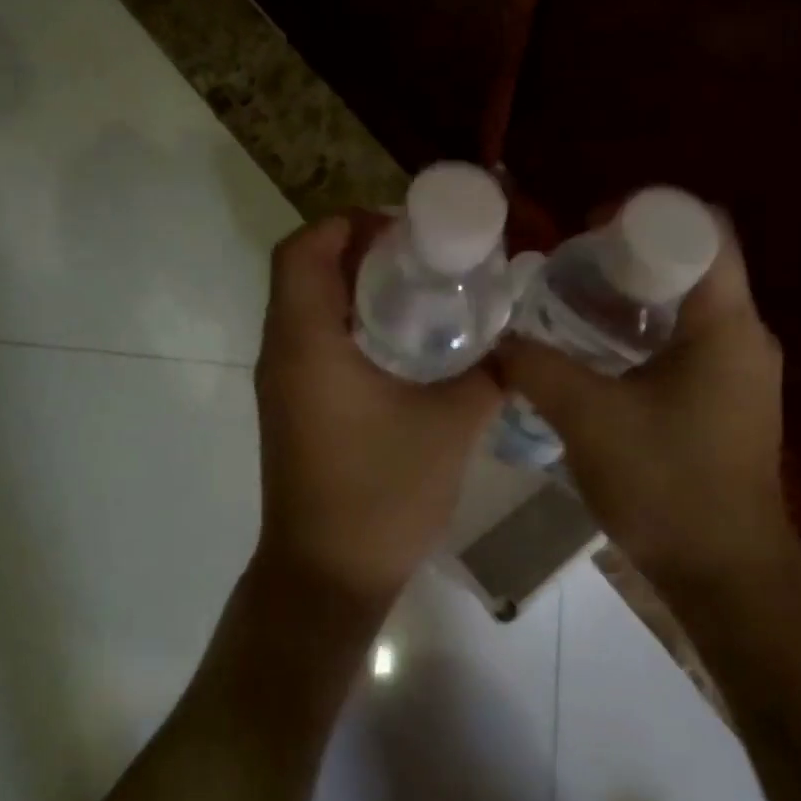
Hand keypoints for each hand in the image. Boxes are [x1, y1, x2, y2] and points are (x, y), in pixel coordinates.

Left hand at [253, 215, 501, 607]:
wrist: (329, 577)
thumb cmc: (382, 495)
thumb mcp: (450, 425)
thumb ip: (488, 373)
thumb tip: (518, 344)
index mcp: (307, 342)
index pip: (303, 250)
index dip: (347, 223)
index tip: (404, 229)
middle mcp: (282, 353)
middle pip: (305, 272)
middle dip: (359, 251)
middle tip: (424, 255)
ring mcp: (282, 384)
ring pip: (309, 307)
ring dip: (356, 288)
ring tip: (422, 291)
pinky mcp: (293, 408)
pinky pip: (315, 342)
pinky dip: (352, 324)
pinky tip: (405, 345)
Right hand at [496, 215, 790, 592]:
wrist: (726, 576)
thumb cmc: (667, 485)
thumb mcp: (589, 419)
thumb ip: (537, 368)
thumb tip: (495, 339)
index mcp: (727, 325)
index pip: (703, 231)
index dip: (646, 214)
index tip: (589, 227)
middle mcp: (744, 337)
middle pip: (692, 265)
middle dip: (629, 256)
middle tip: (568, 266)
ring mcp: (740, 373)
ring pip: (686, 308)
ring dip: (633, 298)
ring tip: (572, 305)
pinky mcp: (727, 403)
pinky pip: (686, 344)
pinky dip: (642, 335)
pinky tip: (596, 357)